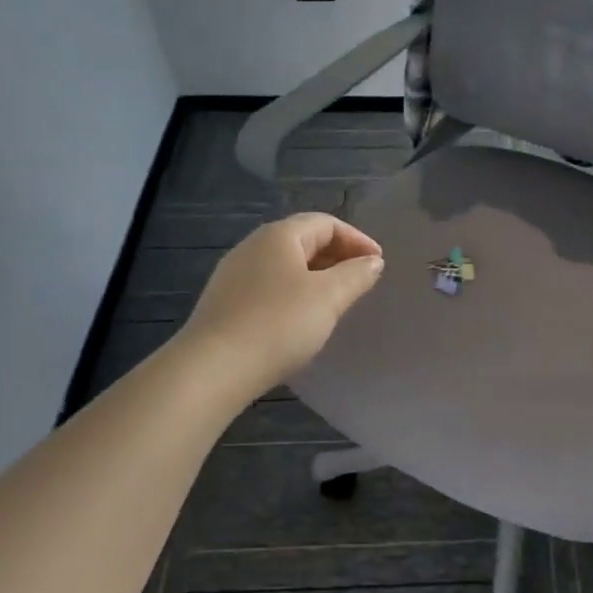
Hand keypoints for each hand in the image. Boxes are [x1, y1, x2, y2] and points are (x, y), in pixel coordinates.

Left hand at [179, 214, 383, 397]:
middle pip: (303, 241)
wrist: (213, 369)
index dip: (357, 239)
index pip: (325, 223)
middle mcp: (252, 246)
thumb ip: (356, 275)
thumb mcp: (329, 297)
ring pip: (285, 266)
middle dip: (337, 256)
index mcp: (279, 236)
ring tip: (337, 301)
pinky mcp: (225, 304)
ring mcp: (234, 275)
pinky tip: (302, 320)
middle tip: (362, 281)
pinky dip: (294, 294)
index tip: (378, 264)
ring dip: (316, 277)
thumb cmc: (278, 324)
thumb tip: (372, 261)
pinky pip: (269, 287)